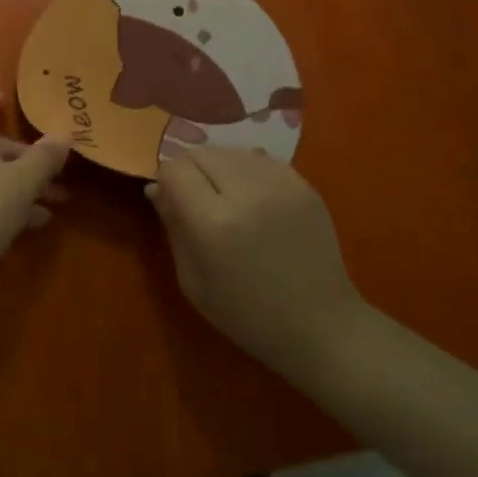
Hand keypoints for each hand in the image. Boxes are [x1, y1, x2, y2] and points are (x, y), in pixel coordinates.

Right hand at [147, 147, 367, 378]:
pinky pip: (260, 159)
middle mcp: (246, 193)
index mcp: (214, 223)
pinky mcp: (303, 184)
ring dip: (219, 168)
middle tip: (198, 200)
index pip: (174, 169)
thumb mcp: (193, 281)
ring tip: (227, 198)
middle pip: (201, 153)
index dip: (167, 182)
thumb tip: (156, 188)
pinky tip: (254, 199)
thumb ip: (173, 227)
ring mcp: (280, 184)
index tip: (172, 201)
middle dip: (190, 171)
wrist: (321, 326)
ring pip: (230, 151)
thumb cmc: (247, 314)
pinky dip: (247, 171)